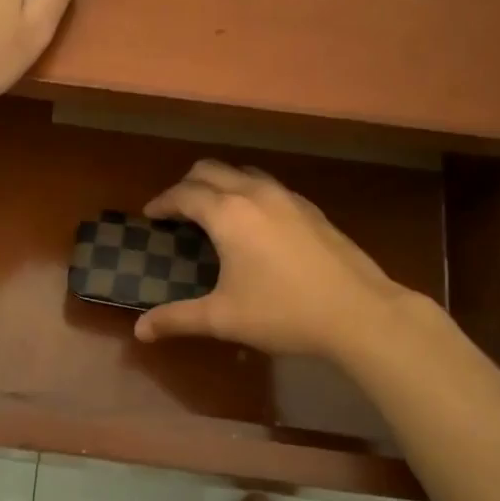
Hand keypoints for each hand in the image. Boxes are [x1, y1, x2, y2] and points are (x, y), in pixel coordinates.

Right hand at [133, 161, 417, 359]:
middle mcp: (255, 194)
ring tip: (213, 212)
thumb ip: (177, 319)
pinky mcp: (310, 209)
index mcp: (228, 214)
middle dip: (187, 185)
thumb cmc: (283, 312)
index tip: (150, 215)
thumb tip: (140, 330)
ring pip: (243, 172)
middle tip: (177, 210)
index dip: (162, 202)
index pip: (184, 194)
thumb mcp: (223, 318)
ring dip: (220, 184)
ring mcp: (287, 198)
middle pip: (211, 170)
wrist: (359, 312)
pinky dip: (248, 193)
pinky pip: (268, 186)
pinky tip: (254, 224)